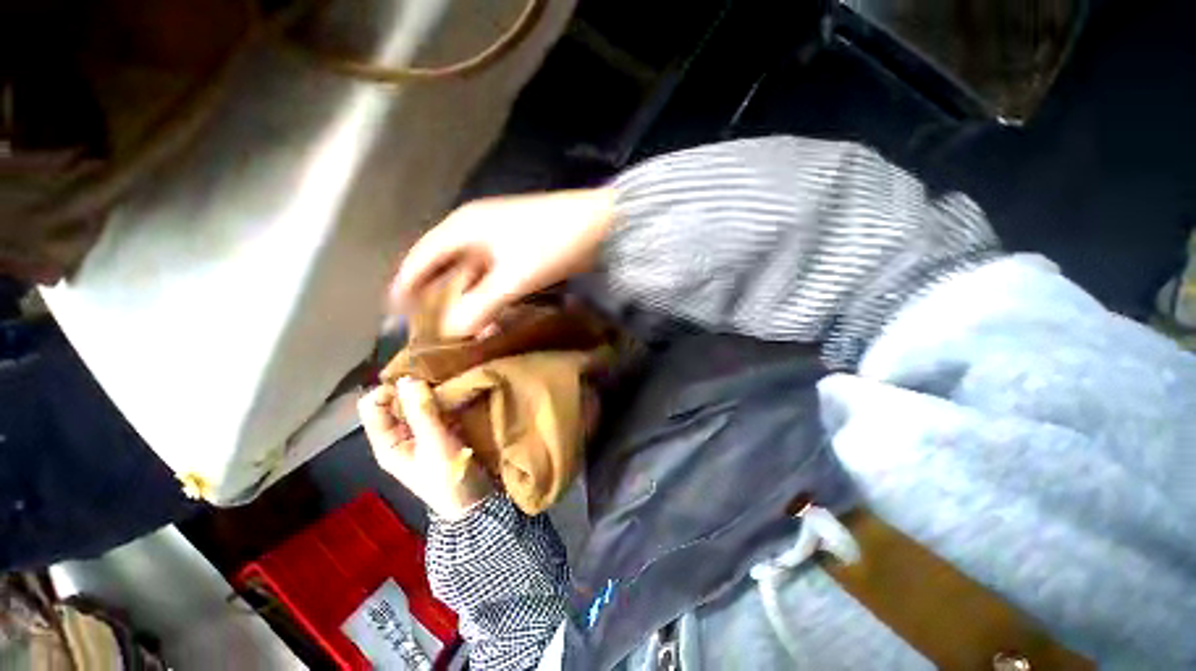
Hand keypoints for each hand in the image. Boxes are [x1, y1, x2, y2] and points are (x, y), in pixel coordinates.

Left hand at [358, 378, 493, 519]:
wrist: (473, 503)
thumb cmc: (447, 476)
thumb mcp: (435, 443)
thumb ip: (422, 411)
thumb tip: (408, 378)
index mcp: (387, 442)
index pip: (372, 405)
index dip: (390, 390)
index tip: (418, 383)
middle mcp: (400, 435)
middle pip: (396, 402)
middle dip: (415, 388)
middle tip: (439, 380)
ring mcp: (421, 434)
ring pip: (419, 404)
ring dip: (433, 393)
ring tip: (452, 385)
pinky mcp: (441, 432)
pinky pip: (437, 409)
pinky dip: (446, 401)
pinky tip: (459, 395)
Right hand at [392, 188, 616, 336]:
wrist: (600, 225)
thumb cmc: (552, 244)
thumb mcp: (514, 277)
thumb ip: (481, 304)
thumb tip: (451, 332)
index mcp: (464, 228)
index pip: (421, 257)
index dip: (405, 284)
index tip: (394, 314)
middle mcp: (475, 231)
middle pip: (444, 267)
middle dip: (437, 297)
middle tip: (430, 329)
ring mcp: (499, 240)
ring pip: (471, 275)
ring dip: (466, 301)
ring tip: (462, 331)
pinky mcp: (519, 252)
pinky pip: (493, 277)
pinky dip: (488, 297)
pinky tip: (492, 317)